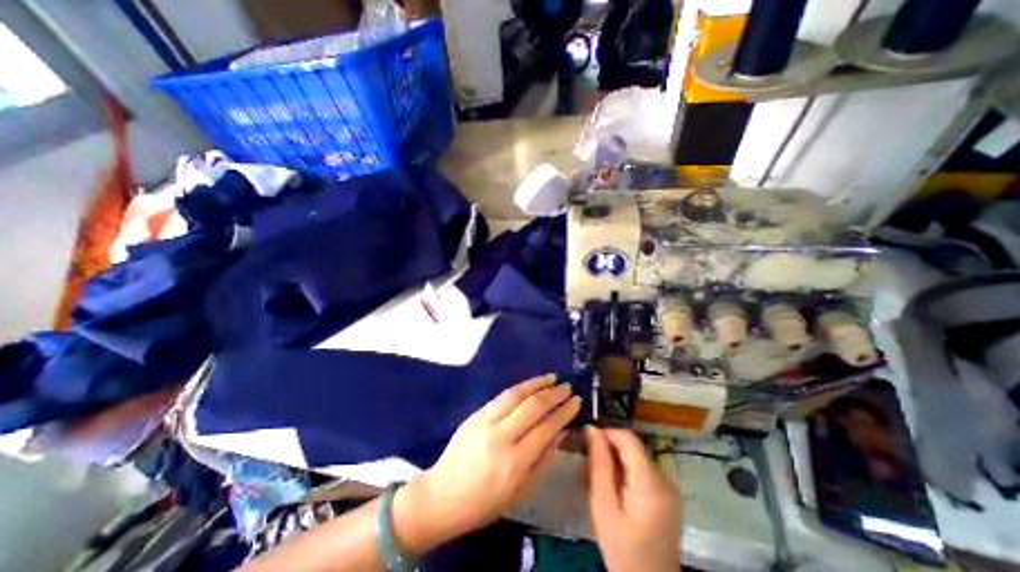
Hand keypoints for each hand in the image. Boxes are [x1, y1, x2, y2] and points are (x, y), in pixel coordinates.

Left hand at [391, 372, 580, 552]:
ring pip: (515, 394)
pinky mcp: (475, 414)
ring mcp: (485, 422)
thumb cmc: (485, 502)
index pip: (546, 427)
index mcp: (514, 461)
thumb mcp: (521, 491)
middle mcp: (501, 436)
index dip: (564, 412)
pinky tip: (529, 385)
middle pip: (532, 406)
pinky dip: (519, 388)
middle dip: (553, 393)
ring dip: (536, 383)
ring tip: (551, 377)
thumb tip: (561, 433)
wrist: (442, 495)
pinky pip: (501, 396)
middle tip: (567, 386)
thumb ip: (544, 460)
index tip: (576, 401)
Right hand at [586, 426, 680, 569]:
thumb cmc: (622, 550)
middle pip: (631, 447)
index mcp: (651, 481)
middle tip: (587, 467)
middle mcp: (665, 477)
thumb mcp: (603, 506)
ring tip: (597, 480)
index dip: (605, 434)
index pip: (627, 437)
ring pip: (635, 457)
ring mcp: (669, 487)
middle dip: (607, 450)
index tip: (586, 443)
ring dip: (614, 461)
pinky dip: (624, 472)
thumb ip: (599, 464)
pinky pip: (641, 470)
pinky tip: (613, 489)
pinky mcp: (667, 494)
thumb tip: (591, 428)